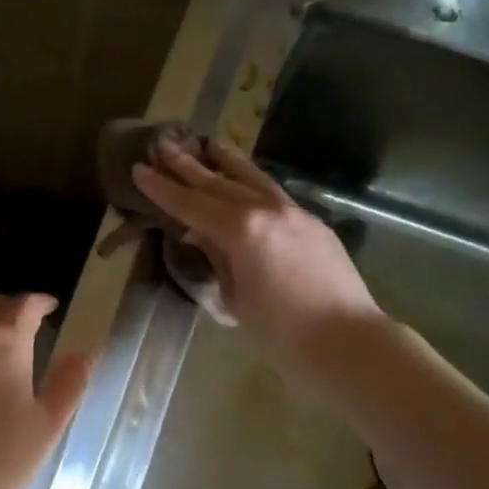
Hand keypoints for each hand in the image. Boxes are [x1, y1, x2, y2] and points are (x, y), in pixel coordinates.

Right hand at [132, 140, 383, 386]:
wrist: (348, 342)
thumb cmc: (282, 333)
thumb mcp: (236, 299)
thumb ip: (219, 259)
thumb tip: (205, 236)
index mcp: (242, 230)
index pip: (192, 205)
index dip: (163, 189)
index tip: (140, 169)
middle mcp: (268, 211)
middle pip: (221, 184)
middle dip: (189, 166)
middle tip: (165, 145)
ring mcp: (296, 214)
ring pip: (254, 180)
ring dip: (228, 163)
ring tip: (209, 145)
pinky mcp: (314, 225)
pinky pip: (275, 196)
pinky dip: (253, 185)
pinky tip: (246, 185)